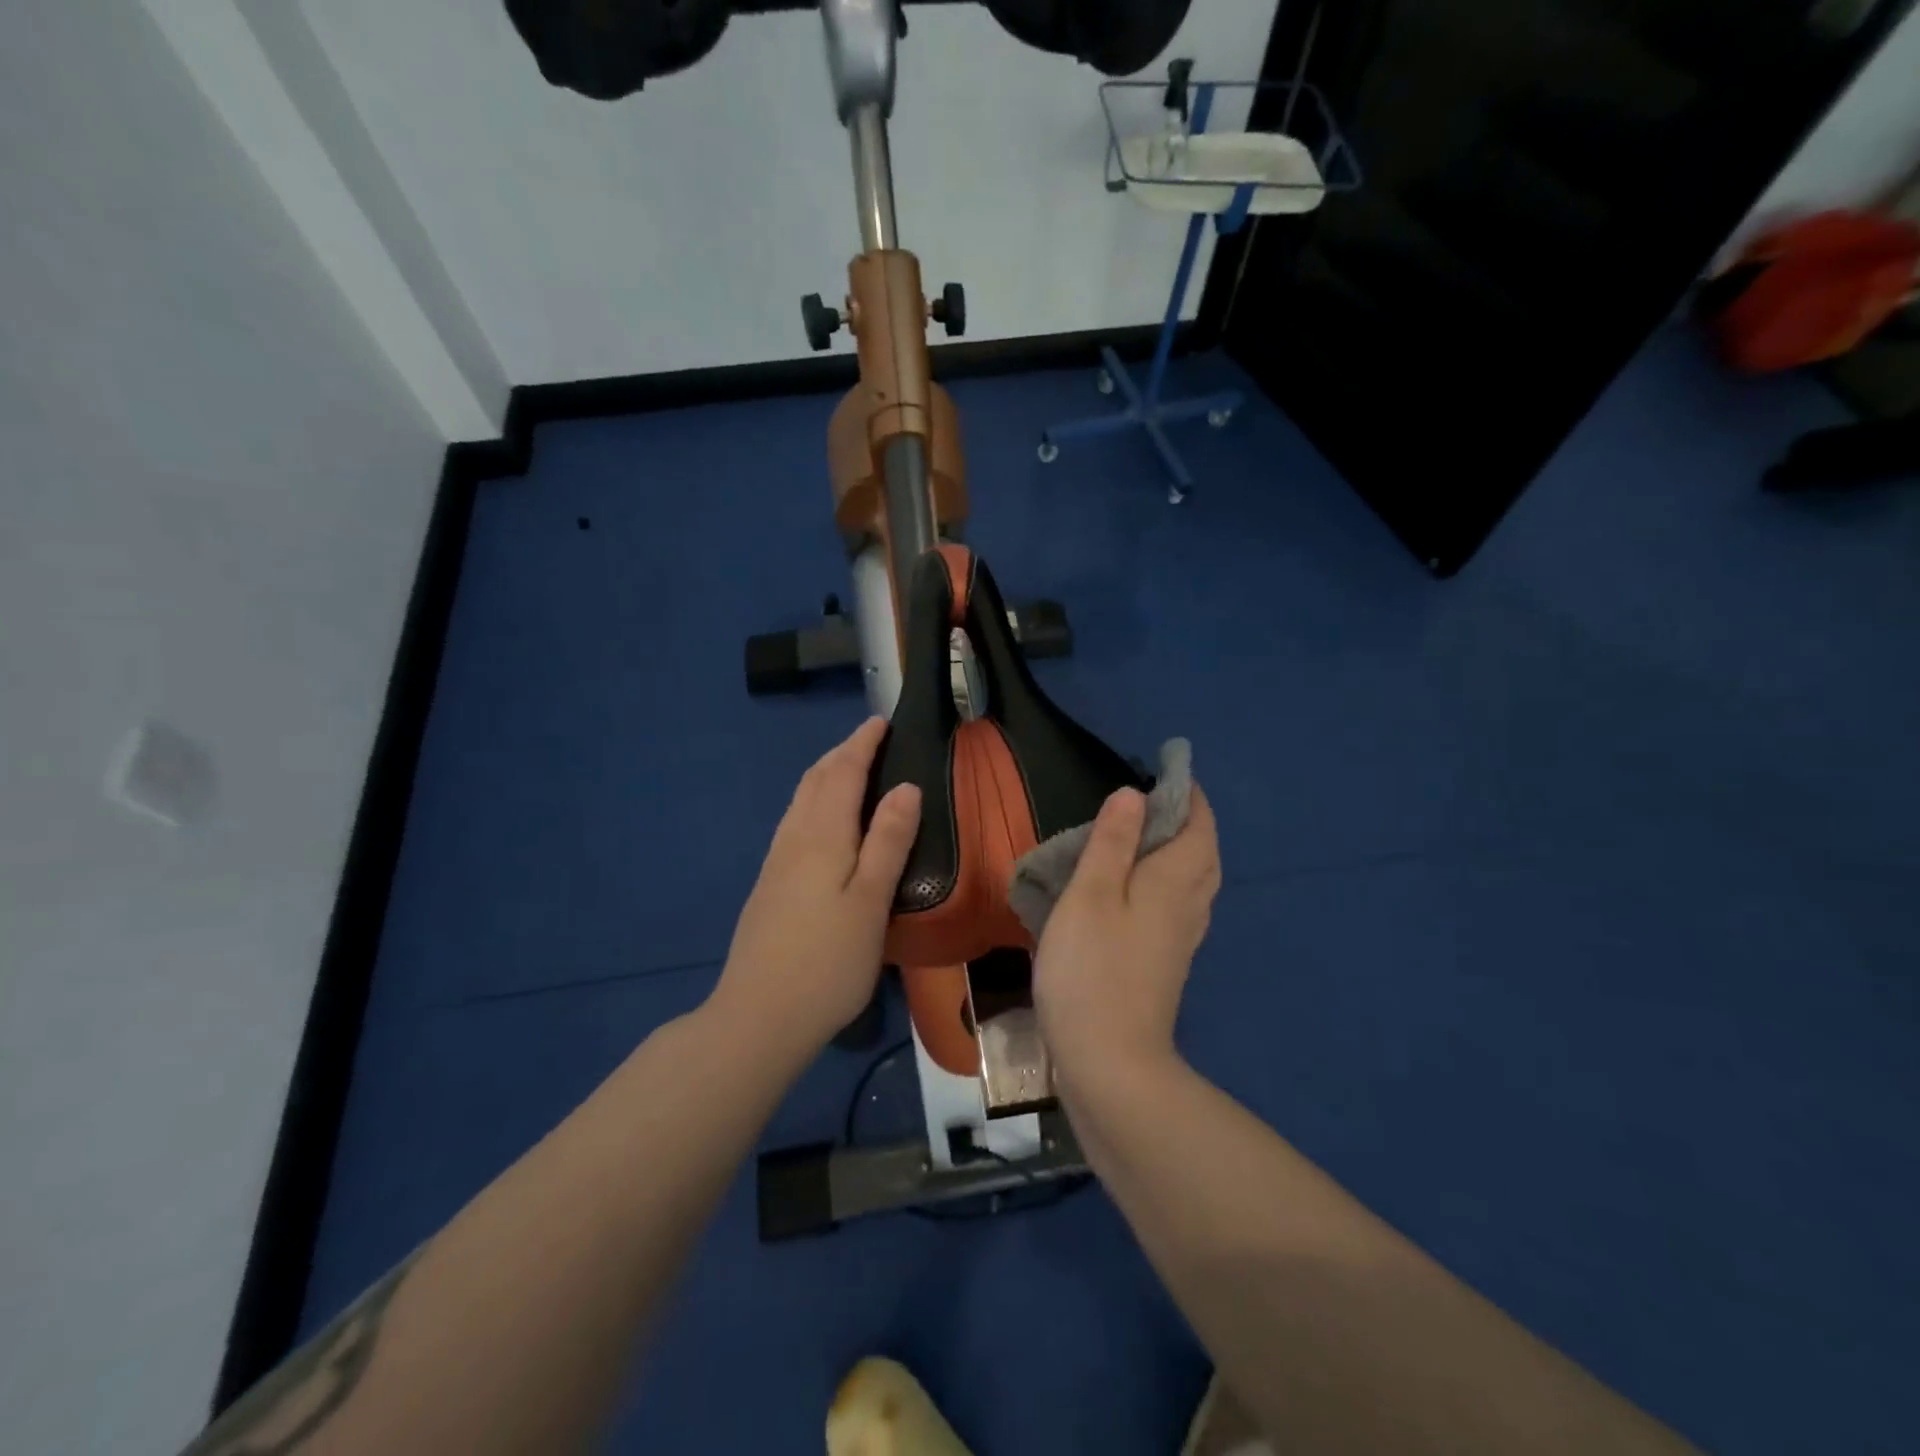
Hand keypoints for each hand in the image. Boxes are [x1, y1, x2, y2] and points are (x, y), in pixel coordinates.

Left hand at [709, 718, 920, 1062]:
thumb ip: (888, 842)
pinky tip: (824, 822)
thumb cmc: (827, 961)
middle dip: (842, 753)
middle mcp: (794, 839)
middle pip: (816, 781)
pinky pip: (795, 823)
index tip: (882, 721)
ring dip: (825, 775)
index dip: (862, 744)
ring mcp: (776, 863)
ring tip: (850, 770)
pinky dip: (815, 802)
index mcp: (821, 836)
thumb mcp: (870, 901)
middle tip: (870, 740)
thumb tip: (906, 787)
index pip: (842, 773)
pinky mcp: (770, 886)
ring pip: (801, 801)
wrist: (758, 1017)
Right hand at [1033, 784, 1221, 1086]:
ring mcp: (1181, 939)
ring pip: (1196, 882)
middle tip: (1158, 800)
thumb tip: (1134, 796)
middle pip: (1204, 853)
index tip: (1168, 770)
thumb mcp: (1090, 895)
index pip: (1197, 826)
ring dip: (1183, 851)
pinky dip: (1170, 882)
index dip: (1187, 794)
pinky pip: (1180, 906)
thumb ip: (1111, 842)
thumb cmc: (1092, 969)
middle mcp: (1188, 906)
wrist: (1110, 1062)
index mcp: (1173, 881)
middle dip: (1190, 821)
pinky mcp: (1167, 964)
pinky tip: (1141, 890)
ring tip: (1149, 836)